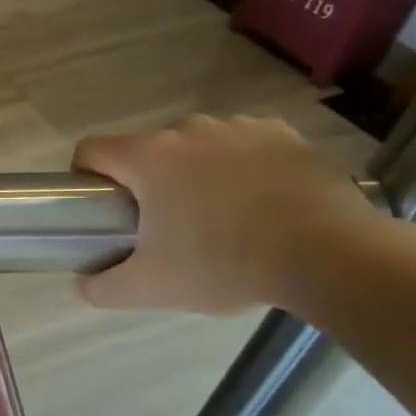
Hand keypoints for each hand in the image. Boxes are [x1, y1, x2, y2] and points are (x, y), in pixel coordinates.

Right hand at [73, 115, 379, 315]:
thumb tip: (82, 283)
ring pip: (195, 146)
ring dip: (194, 172)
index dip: (85, 177)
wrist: (333, 257)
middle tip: (164, 226)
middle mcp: (187, 130)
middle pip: (146, 150)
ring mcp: (239, 128)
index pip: (91, 150)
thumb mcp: (151, 288)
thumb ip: (101, 287)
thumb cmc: (225, 263)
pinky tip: (258, 202)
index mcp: (148, 157)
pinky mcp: (284, 135)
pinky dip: (240, 167)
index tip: (103, 210)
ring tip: (218, 216)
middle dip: (147, 182)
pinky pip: (243, 146)